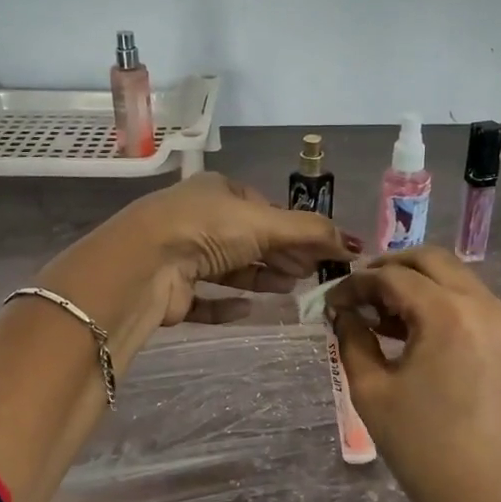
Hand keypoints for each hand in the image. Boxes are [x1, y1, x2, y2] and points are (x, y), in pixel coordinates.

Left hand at [116, 172, 359, 326]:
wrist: (145, 265)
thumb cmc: (207, 230)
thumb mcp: (266, 223)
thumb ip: (311, 232)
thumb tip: (355, 244)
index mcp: (217, 191)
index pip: (263, 208)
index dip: (293, 229)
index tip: (318, 251)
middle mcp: (197, 219)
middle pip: (249, 239)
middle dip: (280, 254)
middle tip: (310, 273)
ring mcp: (181, 255)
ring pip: (229, 268)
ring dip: (260, 277)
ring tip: (289, 288)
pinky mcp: (171, 291)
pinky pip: (206, 299)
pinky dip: (228, 305)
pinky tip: (249, 310)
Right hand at [327, 248, 500, 501]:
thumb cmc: (424, 449)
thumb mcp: (372, 392)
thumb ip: (352, 340)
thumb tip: (343, 313)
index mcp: (448, 313)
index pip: (392, 277)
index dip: (356, 284)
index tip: (331, 304)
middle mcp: (484, 305)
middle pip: (431, 260)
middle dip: (390, 269)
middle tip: (359, 294)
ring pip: (456, 278)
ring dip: (418, 284)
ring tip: (383, 315)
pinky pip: (474, 303)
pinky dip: (443, 303)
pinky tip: (418, 332)